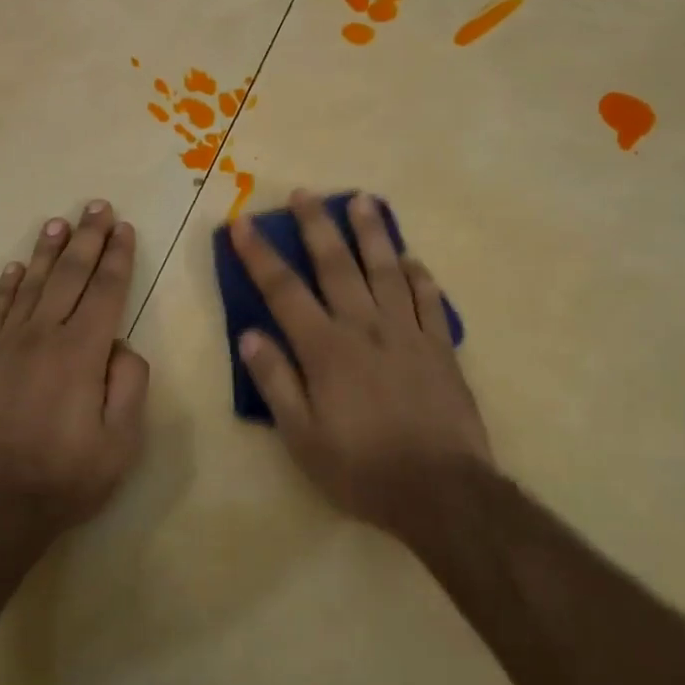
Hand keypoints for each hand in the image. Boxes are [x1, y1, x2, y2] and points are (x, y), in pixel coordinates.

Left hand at [0, 200, 150, 527]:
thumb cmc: (69, 475)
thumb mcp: (122, 440)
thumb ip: (130, 383)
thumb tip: (120, 345)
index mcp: (82, 352)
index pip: (105, 290)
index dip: (117, 256)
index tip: (124, 228)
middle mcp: (43, 336)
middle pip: (70, 275)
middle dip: (87, 237)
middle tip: (97, 206)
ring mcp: (8, 345)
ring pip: (32, 284)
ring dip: (49, 250)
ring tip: (60, 222)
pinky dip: (8, 286)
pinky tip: (18, 267)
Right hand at [229, 190, 491, 532]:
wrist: (441, 491)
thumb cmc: (362, 469)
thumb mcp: (303, 437)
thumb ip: (276, 382)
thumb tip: (249, 335)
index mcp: (326, 350)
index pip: (284, 291)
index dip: (260, 255)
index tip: (243, 223)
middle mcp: (365, 328)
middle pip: (336, 266)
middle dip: (316, 226)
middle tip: (304, 193)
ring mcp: (408, 333)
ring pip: (386, 271)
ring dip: (372, 233)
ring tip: (362, 200)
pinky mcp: (441, 347)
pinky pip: (430, 301)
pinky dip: (419, 277)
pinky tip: (412, 260)